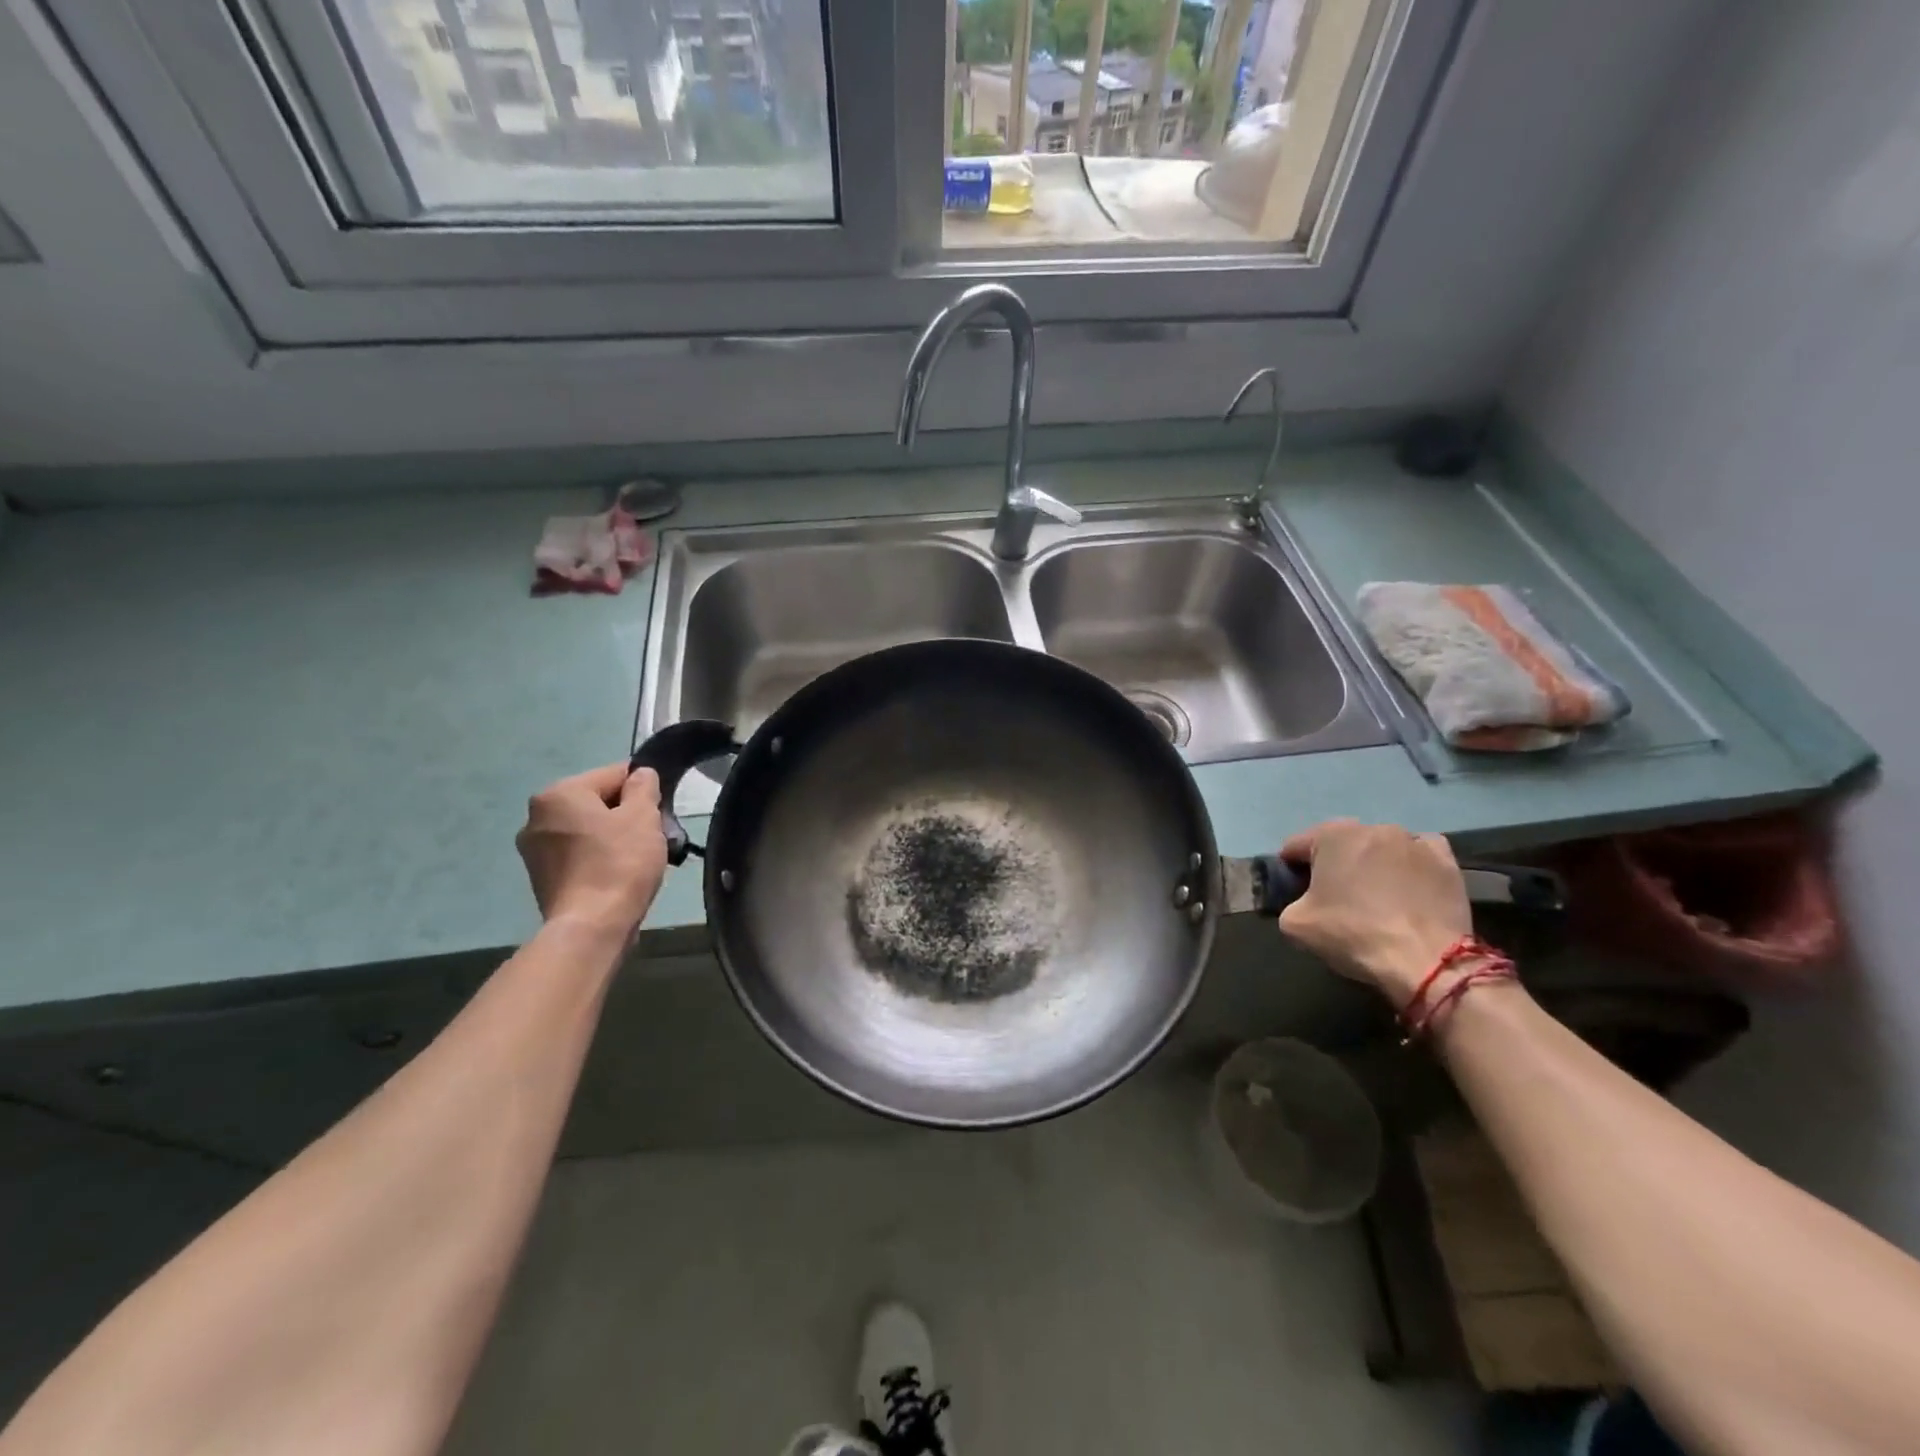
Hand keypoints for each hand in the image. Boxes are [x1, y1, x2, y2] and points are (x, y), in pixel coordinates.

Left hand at [516, 763, 668, 937]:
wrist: (592, 926)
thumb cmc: (620, 863)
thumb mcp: (643, 816)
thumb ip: (643, 787)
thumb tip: (641, 774)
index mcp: (559, 794)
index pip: (613, 774)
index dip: (643, 789)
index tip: (660, 811)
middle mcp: (536, 816)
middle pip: (597, 802)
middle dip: (626, 814)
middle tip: (653, 836)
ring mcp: (534, 850)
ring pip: (588, 829)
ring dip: (612, 837)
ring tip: (638, 859)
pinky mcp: (541, 877)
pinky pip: (578, 854)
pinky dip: (598, 858)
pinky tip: (618, 875)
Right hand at [1274, 820, 1472, 1007]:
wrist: (1427, 961)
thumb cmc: (1354, 934)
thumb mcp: (1295, 925)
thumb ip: (1289, 903)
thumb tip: (1301, 902)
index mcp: (1331, 835)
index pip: (1296, 846)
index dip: (1290, 870)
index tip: (1296, 894)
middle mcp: (1373, 827)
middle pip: (1340, 844)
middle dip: (1333, 864)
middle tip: (1335, 898)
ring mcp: (1414, 841)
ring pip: (1380, 848)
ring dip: (1372, 864)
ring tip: (1376, 898)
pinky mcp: (1446, 861)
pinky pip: (1418, 855)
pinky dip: (1410, 866)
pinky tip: (1409, 889)